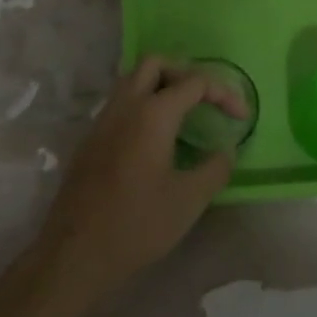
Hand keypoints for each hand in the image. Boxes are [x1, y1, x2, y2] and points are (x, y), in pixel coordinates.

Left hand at [33, 56, 244, 306]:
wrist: (75, 253)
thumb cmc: (137, 224)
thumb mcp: (189, 200)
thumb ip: (215, 169)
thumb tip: (225, 151)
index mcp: (152, 113)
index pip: (195, 82)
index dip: (223, 94)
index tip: (241, 118)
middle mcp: (125, 105)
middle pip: (156, 64)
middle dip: (186, 74)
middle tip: (205, 101)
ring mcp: (102, 120)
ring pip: (132, 80)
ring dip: (161, 86)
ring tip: (183, 114)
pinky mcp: (90, 138)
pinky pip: (120, 103)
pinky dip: (142, 104)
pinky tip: (155, 138)